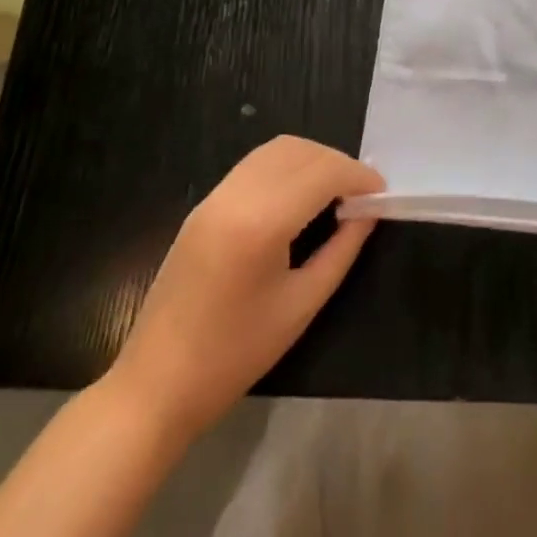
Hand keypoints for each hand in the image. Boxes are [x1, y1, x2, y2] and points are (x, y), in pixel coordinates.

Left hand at [111, 136, 383, 439]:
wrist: (155, 386)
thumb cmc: (234, 356)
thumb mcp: (301, 307)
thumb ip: (341, 251)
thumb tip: (367, 213)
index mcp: (261, 221)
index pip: (322, 172)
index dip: (358, 176)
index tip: (382, 193)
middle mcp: (237, 194)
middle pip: (301, 151)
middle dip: (338, 163)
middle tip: (362, 194)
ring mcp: (216, 195)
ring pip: (276, 149)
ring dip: (312, 159)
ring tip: (334, 192)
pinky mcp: (204, 204)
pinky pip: (255, 164)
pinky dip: (286, 166)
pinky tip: (299, 197)